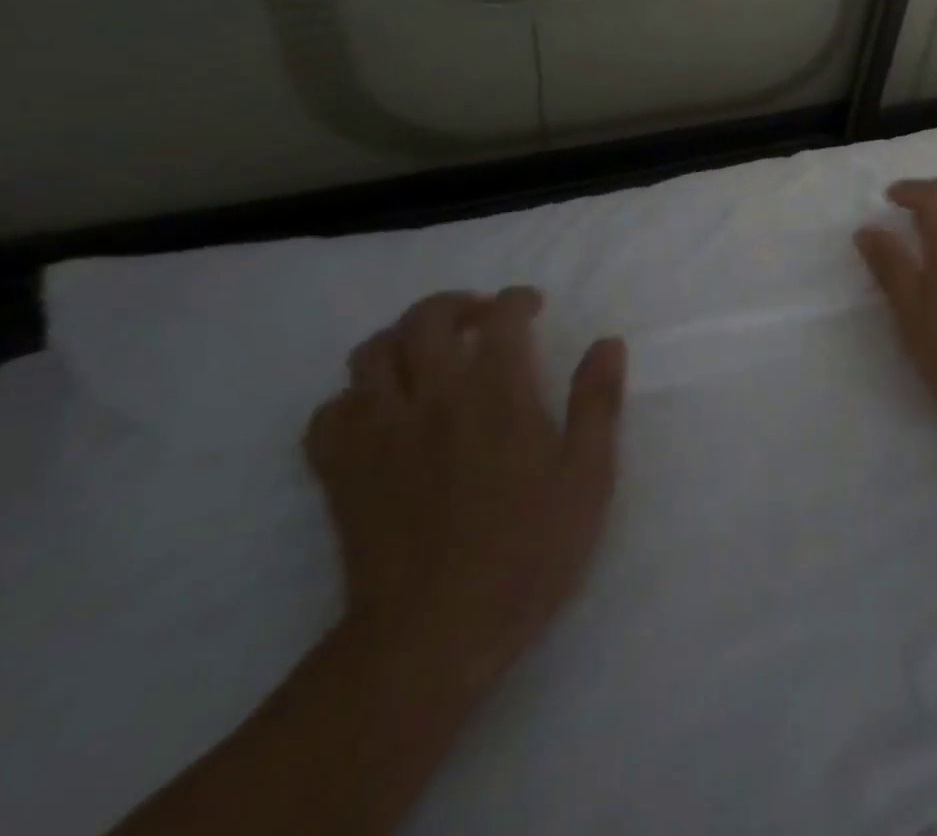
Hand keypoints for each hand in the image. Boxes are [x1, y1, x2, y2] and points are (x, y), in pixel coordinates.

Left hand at [303, 288, 625, 685]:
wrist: (431, 636)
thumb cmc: (525, 551)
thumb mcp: (587, 476)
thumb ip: (597, 402)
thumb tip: (608, 343)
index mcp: (495, 392)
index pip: (501, 316)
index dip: (517, 300)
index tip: (532, 305)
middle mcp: (432, 396)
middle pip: (426, 318)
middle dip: (456, 304)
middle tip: (480, 317)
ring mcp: (378, 432)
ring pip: (371, 354)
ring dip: (401, 338)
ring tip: (427, 353)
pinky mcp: (340, 472)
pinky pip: (329, 413)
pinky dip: (352, 398)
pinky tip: (378, 411)